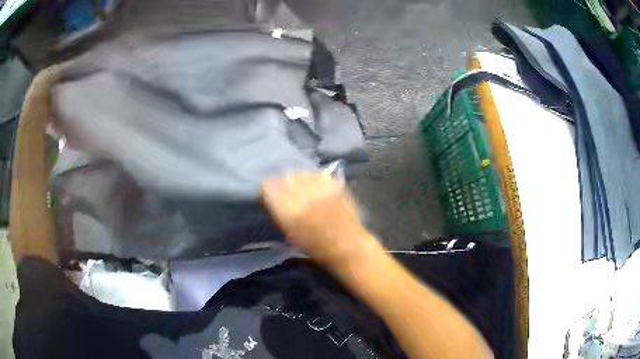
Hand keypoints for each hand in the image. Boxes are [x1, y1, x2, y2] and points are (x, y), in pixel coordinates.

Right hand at [262, 173, 379, 267]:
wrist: (348, 246)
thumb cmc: (316, 247)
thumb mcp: (289, 233)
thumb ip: (277, 212)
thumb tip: (269, 198)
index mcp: (289, 211)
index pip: (268, 186)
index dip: (267, 190)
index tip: (269, 194)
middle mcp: (304, 196)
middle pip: (284, 177)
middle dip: (282, 184)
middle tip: (285, 194)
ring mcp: (321, 188)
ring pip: (300, 173)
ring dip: (297, 180)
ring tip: (302, 190)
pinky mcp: (335, 184)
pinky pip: (316, 174)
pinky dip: (313, 180)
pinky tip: (316, 190)